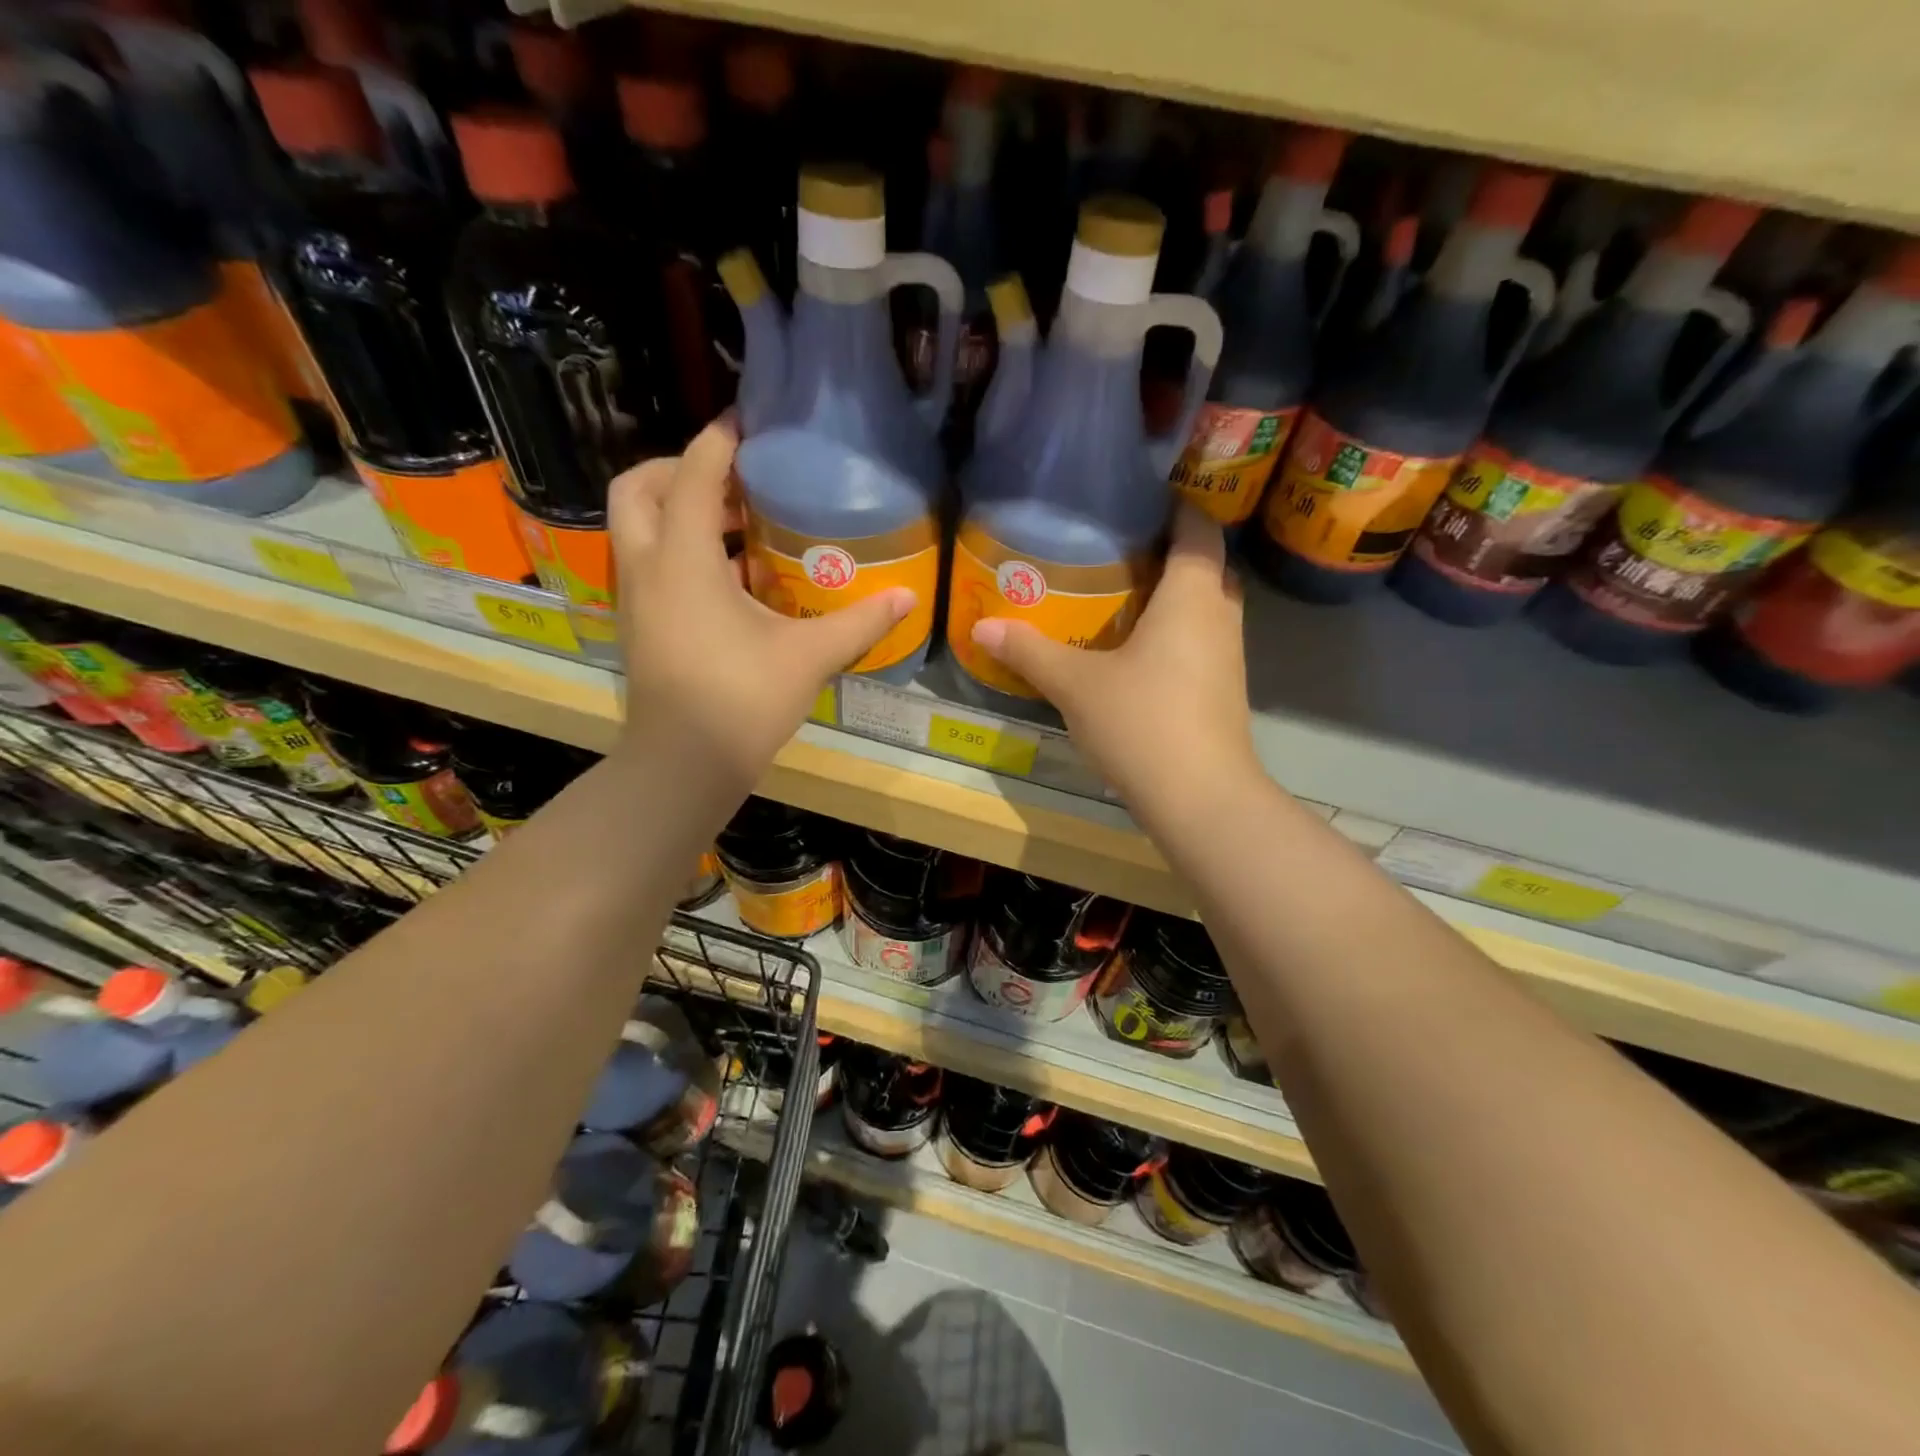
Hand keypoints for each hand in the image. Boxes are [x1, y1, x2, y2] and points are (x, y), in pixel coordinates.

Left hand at [611, 417, 914, 783]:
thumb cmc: (742, 701)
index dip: (718, 441)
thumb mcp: (808, 657)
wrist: (683, 766)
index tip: (747, 423)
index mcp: (682, 560)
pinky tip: (729, 578)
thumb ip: (859, 623)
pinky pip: (648, 563)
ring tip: (735, 524)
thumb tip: (908, 598)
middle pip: (637, 489)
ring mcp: (635, 598)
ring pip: (636, 528)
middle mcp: (647, 567)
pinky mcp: (639, 625)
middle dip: (676, 470)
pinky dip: (676, 549)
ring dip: (675, 511)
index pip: (691, 475)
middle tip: (730, 479)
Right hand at [966, 506, 1260, 817]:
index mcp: (1192, 595)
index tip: (1137, 501)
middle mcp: (1220, 615)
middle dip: (1168, 551)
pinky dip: (1176, 632)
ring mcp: (1229, 656)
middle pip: (1205, 565)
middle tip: (1117, 549)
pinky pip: (1202, 640)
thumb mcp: (1075, 685)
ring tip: (1121, 593)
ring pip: (1205, 606)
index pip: (1198, 527)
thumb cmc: (1142, 722)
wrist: (1200, 799)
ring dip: (1173, 595)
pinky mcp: (1224, 690)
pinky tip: (1136, 650)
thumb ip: (1030, 651)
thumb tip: (981, 628)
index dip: (1176, 505)